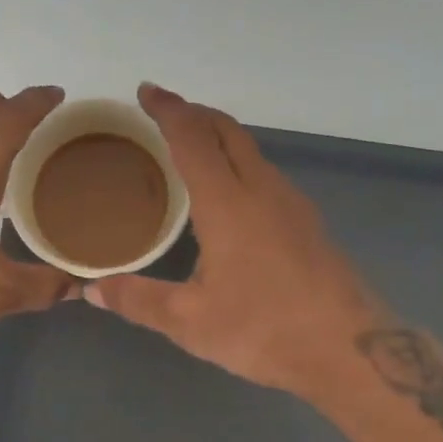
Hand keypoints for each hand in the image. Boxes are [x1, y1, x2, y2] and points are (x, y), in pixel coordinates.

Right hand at [86, 84, 387, 401]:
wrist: (350, 350)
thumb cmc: (264, 330)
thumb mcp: (190, 322)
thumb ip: (138, 300)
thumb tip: (92, 289)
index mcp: (228, 203)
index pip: (192, 139)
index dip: (168, 110)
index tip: (147, 92)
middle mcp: (262, 190)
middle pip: (228, 131)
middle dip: (195, 113)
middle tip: (164, 113)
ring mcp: (292, 204)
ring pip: (252, 151)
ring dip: (220, 138)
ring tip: (191, 150)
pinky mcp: (309, 223)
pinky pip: (265, 174)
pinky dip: (238, 163)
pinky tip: (229, 196)